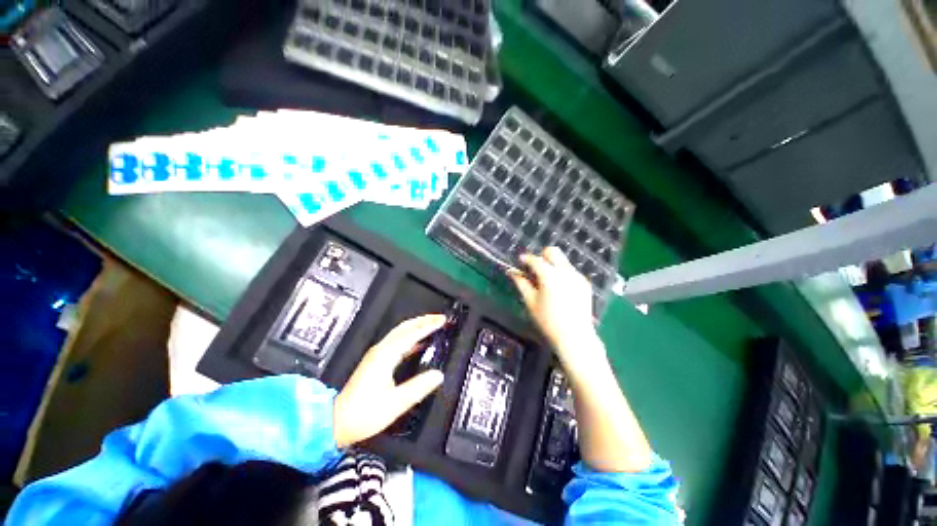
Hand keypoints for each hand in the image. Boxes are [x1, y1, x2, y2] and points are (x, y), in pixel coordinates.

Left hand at [333, 315, 445, 447]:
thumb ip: (418, 387)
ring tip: (432, 325)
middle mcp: (381, 350)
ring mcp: (377, 354)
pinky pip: (397, 341)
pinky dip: (410, 337)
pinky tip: (419, 343)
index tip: (442, 321)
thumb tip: (438, 375)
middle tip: (440, 318)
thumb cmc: (363, 413)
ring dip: (417, 326)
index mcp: (385, 355)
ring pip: (400, 332)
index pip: (412, 334)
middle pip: (405, 327)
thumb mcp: (395, 403)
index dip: (428, 326)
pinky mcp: (376, 360)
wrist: (336, 422)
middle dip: (423, 320)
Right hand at [508, 247, 599, 365]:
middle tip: (534, 270)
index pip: (535, 259)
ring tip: (546, 281)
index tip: (519, 261)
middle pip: (553, 251)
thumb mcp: (530, 302)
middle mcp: (565, 271)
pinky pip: (570, 270)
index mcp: (550, 275)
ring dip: (552, 264)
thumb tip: (511, 272)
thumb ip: (521, 283)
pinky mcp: (584, 283)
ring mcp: (577, 276)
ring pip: (562, 261)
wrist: (575, 336)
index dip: (525, 259)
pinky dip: (561, 273)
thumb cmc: (548, 321)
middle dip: (541, 256)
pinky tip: (558, 289)